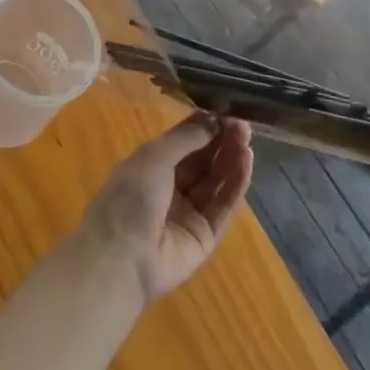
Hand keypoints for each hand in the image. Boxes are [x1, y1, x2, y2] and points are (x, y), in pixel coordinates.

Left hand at [80, 115, 253, 302]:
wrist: (122, 258)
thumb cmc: (130, 197)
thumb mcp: (154, 156)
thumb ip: (186, 137)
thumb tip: (213, 119)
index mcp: (151, 166)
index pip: (183, 141)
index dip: (204, 126)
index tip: (226, 111)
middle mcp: (170, 188)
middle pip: (202, 161)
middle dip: (221, 141)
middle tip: (243, 125)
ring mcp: (188, 213)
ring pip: (215, 182)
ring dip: (231, 159)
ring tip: (247, 139)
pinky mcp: (205, 237)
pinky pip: (223, 207)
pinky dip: (236, 184)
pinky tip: (247, 162)